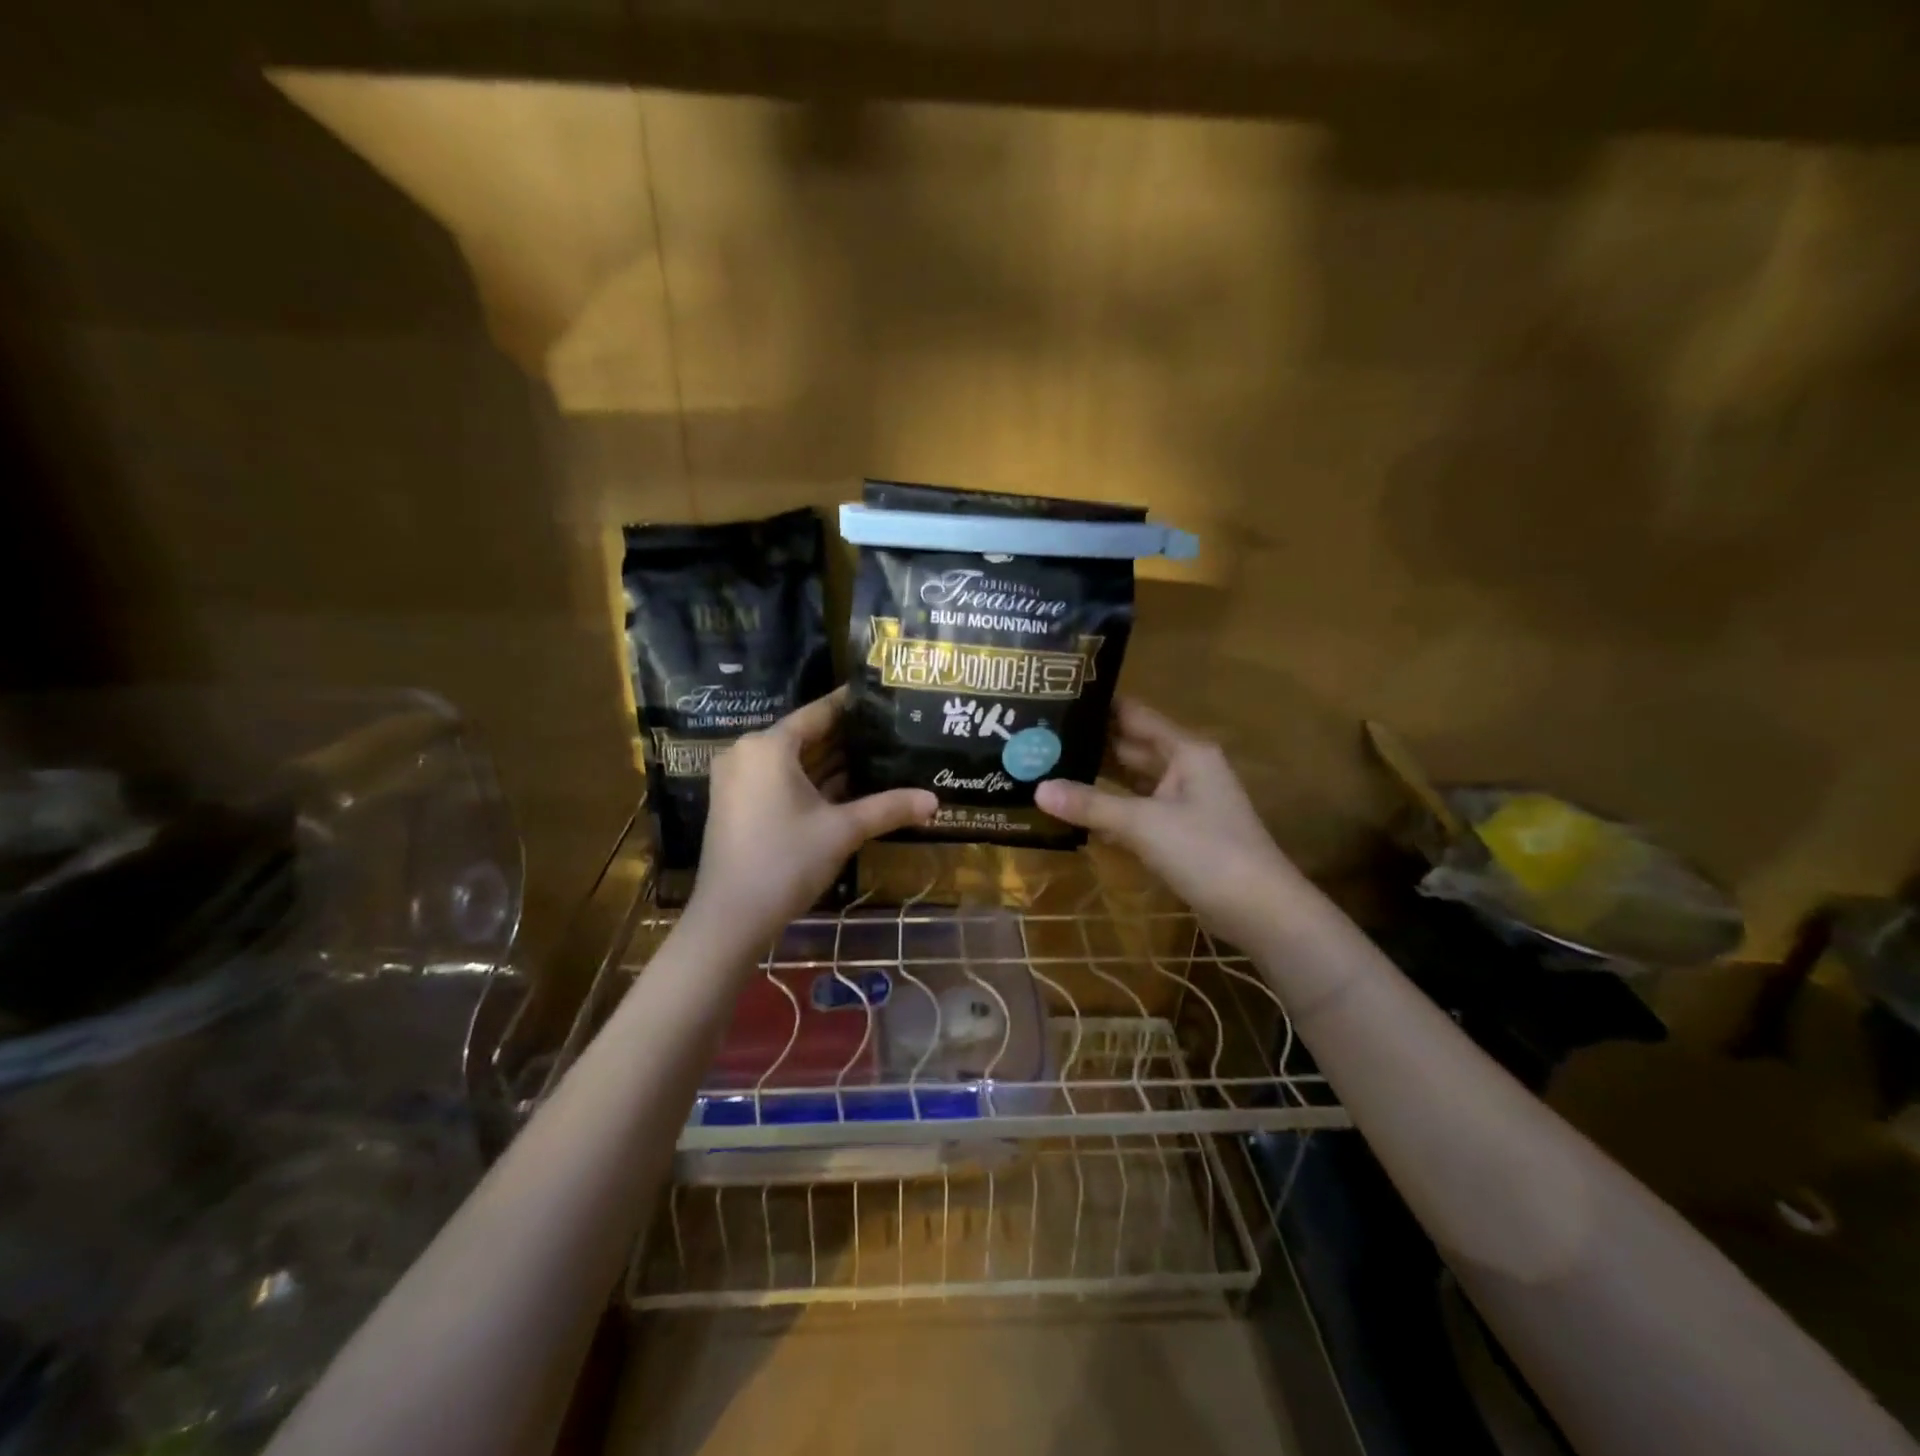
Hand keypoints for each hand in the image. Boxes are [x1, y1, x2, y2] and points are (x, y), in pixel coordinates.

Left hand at [686, 688, 936, 952]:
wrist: (731, 918)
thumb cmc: (786, 861)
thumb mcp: (843, 831)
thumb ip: (888, 808)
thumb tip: (934, 801)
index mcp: (769, 746)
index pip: (818, 713)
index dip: (852, 705)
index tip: (883, 697)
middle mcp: (748, 753)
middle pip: (805, 736)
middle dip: (846, 738)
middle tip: (890, 731)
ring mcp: (738, 780)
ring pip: (793, 761)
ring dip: (831, 763)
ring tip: (878, 756)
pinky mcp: (737, 804)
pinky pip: (780, 780)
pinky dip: (811, 782)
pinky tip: (849, 787)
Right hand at [1036, 699, 1298, 947]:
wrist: (1261, 912)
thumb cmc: (1207, 852)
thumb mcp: (1144, 824)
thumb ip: (1091, 805)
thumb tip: (1038, 789)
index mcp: (1185, 751)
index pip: (1134, 715)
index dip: (1098, 705)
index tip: (1054, 696)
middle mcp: (1185, 769)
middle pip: (1130, 747)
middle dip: (1089, 743)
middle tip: (1038, 738)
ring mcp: (1183, 803)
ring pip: (1132, 781)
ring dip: (1097, 778)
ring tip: (1046, 768)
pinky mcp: (1179, 834)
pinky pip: (1137, 811)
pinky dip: (1110, 810)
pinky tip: (1074, 811)